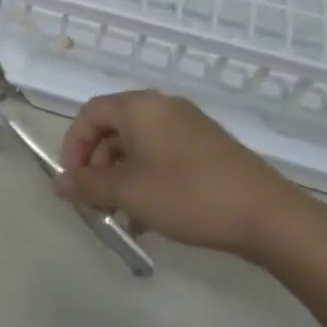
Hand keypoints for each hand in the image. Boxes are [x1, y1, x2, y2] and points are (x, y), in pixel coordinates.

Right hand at [55, 91, 306, 260]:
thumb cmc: (188, 195)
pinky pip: (162, 156)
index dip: (74, 146)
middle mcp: (162, 108)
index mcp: (139, 107)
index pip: (90, 114)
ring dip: (121, 178)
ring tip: (119, 216)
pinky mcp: (207, 148)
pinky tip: (147, 219)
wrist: (267, 215)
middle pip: (113, 128)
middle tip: (95, 202)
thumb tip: (59, 183)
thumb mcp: (130, 193)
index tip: (73, 182)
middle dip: (97, 166)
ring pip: (138, 146)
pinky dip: (147, 180)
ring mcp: (188, 126)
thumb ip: (89, 185)